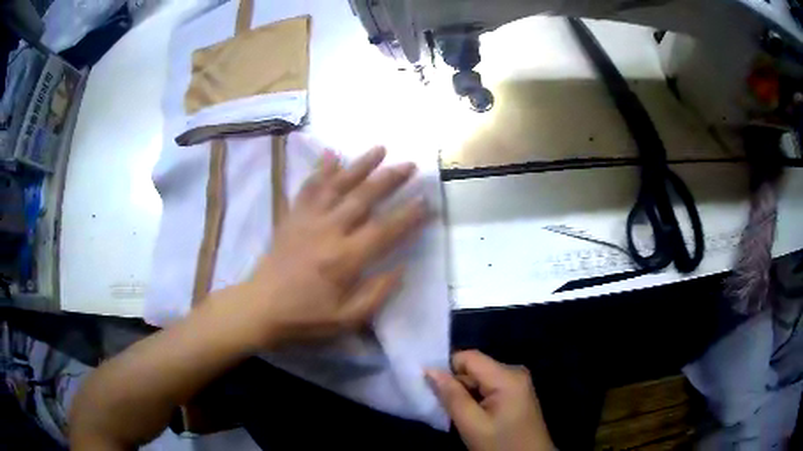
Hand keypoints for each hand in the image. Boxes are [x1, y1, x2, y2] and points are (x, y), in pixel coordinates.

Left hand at [230, 146, 426, 347]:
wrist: (260, 307)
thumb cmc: (305, 317)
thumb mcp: (347, 319)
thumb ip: (376, 294)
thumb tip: (402, 268)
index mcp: (345, 258)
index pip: (385, 230)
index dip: (409, 214)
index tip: (426, 200)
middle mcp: (329, 231)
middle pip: (363, 197)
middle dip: (390, 179)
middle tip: (411, 164)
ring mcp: (308, 219)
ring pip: (338, 184)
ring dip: (360, 165)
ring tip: (380, 148)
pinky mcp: (292, 216)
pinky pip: (308, 188)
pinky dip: (321, 169)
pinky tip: (330, 153)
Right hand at [427, 351, 554, 450]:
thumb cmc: (501, 445)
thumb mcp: (472, 425)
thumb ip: (452, 396)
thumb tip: (430, 370)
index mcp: (507, 376)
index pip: (468, 357)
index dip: (447, 370)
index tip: (434, 391)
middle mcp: (514, 372)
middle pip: (474, 368)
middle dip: (457, 385)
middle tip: (447, 409)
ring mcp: (517, 383)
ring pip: (479, 378)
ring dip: (465, 394)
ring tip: (461, 415)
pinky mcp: (516, 393)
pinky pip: (488, 387)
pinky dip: (476, 399)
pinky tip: (474, 416)